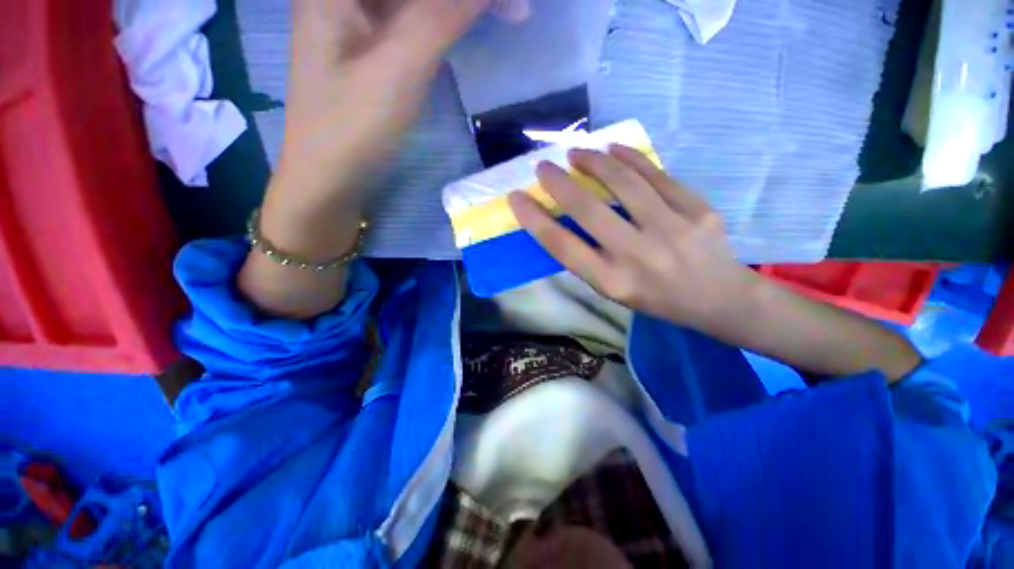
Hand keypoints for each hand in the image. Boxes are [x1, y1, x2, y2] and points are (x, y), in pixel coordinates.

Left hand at [241, 0, 487, 318]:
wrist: (330, 174)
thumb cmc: (354, 127)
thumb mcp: (399, 68)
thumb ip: (441, 16)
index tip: (508, 3)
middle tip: (511, 9)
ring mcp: (356, 13)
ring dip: (456, 4)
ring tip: (503, 12)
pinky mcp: (370, 40)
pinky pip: (411, 13)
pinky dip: (443, 17)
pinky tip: (466, 21)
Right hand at [508, 146, 762, 337]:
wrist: (719, 298)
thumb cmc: (655, 298)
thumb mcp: (614, 290)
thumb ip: (588, 259)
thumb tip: (562, 219)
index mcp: (612, 282)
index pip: (562, 246)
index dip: (535, 220)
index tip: (517, 198)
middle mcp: (637, 256)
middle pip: (588, 210)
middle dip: (558, 184)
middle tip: (542, 166)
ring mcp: (671, 230)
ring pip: (623, 184)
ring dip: (593, 162)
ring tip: (576, 152)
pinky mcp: (697, 210)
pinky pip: (657, 175)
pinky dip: (630, 158)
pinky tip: (612, 148)